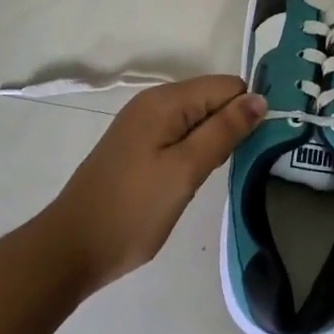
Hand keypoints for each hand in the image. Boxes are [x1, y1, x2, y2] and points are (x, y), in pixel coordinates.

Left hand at [44, 76, 265, 294]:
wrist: (71, 248)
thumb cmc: (133, 210)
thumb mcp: (185, 170)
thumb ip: (223, 131)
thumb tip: (260, 98)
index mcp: (165, 101)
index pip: (226, 86)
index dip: (248, 111)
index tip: (262, 145)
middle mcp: (153, 103)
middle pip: (211, 99)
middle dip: (232, 126)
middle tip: (242, 166)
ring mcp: (142, 125)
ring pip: (197, 119)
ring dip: (214, 141)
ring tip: (220, 175)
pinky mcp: (137, 147)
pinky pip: (179, 135)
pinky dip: (193, 152)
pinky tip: (193, 179)